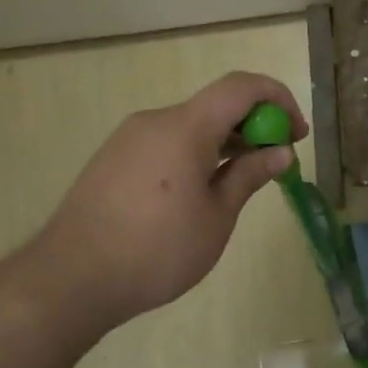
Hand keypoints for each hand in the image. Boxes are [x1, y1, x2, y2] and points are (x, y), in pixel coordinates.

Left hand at [17, 71, 306, 342]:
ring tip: (241, 182)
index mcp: (185, 127)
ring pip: (191, 125)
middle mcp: (155, 120)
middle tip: (275, 163)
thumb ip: (249, 175)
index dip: (278, 99)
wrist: (70, 280)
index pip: (242, 87)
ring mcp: (129, 138)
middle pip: (216, 105)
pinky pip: (167, 142)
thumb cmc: (156, 250)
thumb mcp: (216, 216)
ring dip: (225, 142)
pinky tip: (199, 193)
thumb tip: (280, 152)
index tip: (296, 134)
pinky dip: (196, 153)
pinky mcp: (113, 159)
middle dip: (254, 125)